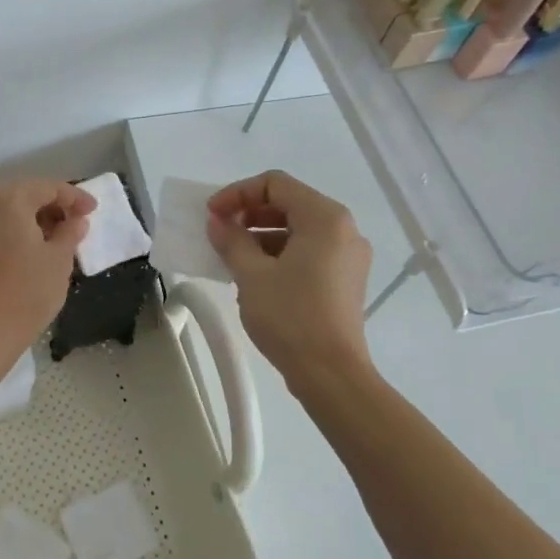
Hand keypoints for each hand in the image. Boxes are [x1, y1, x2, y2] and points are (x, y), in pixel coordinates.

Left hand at [0, 179, 94, 347]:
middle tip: (75, 222)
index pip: (48, 188)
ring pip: (6, 211)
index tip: (93, 210)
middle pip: (24, 195)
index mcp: (10, 200)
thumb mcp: (60, 260)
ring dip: (31, 219)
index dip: (75, 197)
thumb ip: (70, 232)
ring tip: (54, 238)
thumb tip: (76, 220)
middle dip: (52, 205)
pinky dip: (12, 231)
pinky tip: (28, 249)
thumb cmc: (29, 291)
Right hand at [206, 170, 373, 386]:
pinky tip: (254, 275)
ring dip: (261, 235)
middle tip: (218, 231)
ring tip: (231, 256)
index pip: (275, 184)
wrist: (330, 374)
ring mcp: (348, 256)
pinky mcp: (345, 279)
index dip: (238, 193)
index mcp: (324, 218)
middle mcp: (343, 229)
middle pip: (289, 203)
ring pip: (298, 229)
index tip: (211, 214)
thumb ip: (231, 240)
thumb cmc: (290, 317)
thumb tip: (218, 222)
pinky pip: (308, 251)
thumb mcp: (251, 275)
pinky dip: (279, 254)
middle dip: (249, 213)